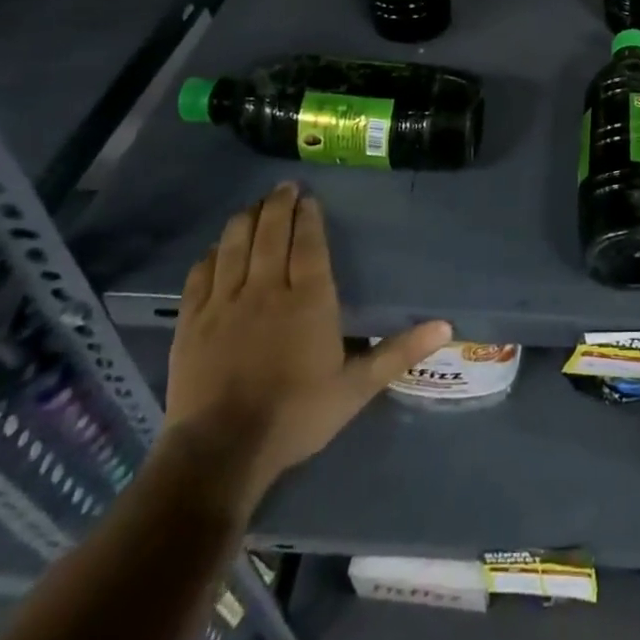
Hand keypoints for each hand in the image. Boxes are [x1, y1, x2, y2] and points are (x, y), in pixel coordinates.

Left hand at [161, 183, 451, 518]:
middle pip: (270, 233)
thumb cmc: (297, 415)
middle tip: (284, 187)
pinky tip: (217, 247)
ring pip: (234, 245)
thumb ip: (398, 351)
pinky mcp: (192, 322)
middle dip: (278, 205)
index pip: (308, 244)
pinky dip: (211, 254)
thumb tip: (446, 325)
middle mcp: (266, 290)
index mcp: (308, 300)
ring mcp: (224, 304)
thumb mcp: (356, 387)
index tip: (309, 198)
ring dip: (245, 220)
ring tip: (254, 206)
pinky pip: (200, 275)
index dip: (308, 217)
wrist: (222, 452)